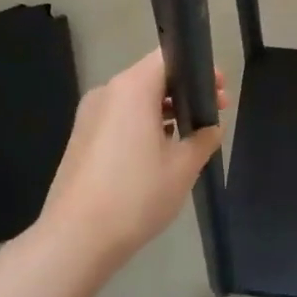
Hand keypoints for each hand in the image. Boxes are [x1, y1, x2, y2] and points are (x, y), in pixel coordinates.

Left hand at [40, 49, 223, 264]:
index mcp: (132, 88)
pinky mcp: (82, 138)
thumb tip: (211, 127)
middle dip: (184, 92)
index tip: (220, 90)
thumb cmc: (135, 195)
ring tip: (191, 137)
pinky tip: (160, 153)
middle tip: (214, 114)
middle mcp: (107, 92)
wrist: (76, 238)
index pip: (168, 58)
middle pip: (151, 77)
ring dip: (164, 111)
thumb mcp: (182, 167)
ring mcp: (89, 115)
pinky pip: (119, 119)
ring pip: (135, 100)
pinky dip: (143, 125)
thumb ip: (203, 139)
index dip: (198, 69)